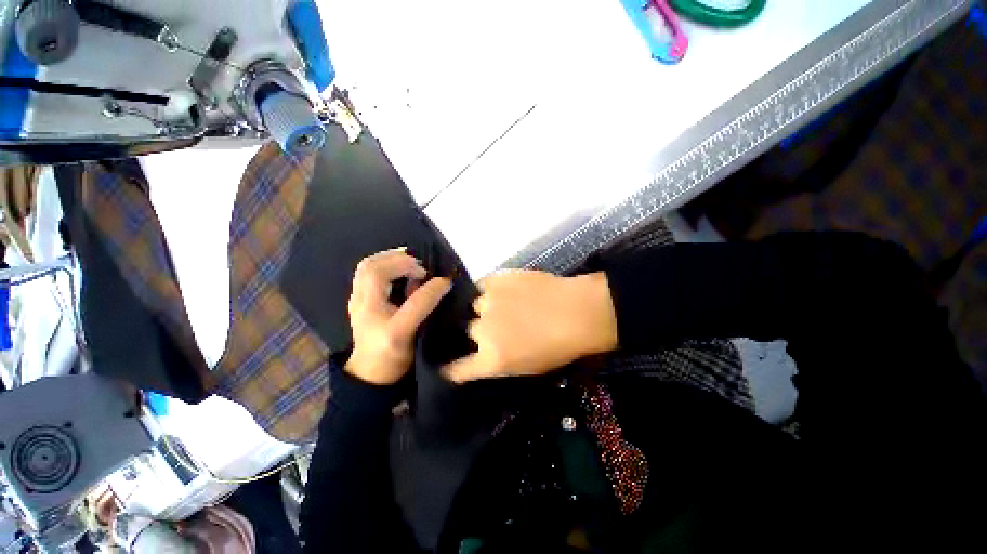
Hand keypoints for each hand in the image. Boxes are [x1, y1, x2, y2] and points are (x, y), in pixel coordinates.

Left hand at [346, 248, 452, 384]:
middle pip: (370, 267)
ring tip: (411, 262)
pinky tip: (398, 270)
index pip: (404, 292)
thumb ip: (424, 306)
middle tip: (421, 266)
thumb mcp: (409, 334)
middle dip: (398, 260)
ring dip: (389, 259)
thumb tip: (443, 282)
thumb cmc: (391, 357)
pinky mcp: (360, 300)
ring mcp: (357, 300)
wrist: (369, 375)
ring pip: (366, 267)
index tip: (443, 281)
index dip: (425, 282)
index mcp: (373, 312)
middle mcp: (360, 302)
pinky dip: (383, 264)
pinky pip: (367, 273)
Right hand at [444, 270, 617, 382]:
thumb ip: (497, 364)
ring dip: (487, 309)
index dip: (449, 369)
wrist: (577, 311)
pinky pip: (483, 286)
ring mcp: (487, 302)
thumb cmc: (558, 347)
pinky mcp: (495, 280)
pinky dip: (490, 290)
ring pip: (476, 306)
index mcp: (491, 359)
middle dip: (480, 331)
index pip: (456, 369)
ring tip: (506, 304)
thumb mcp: (527, 368)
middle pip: (469, 331)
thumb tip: (481, 357)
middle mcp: (482, 331)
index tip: (445, 366)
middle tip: (499, 326)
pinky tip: (505, 290)